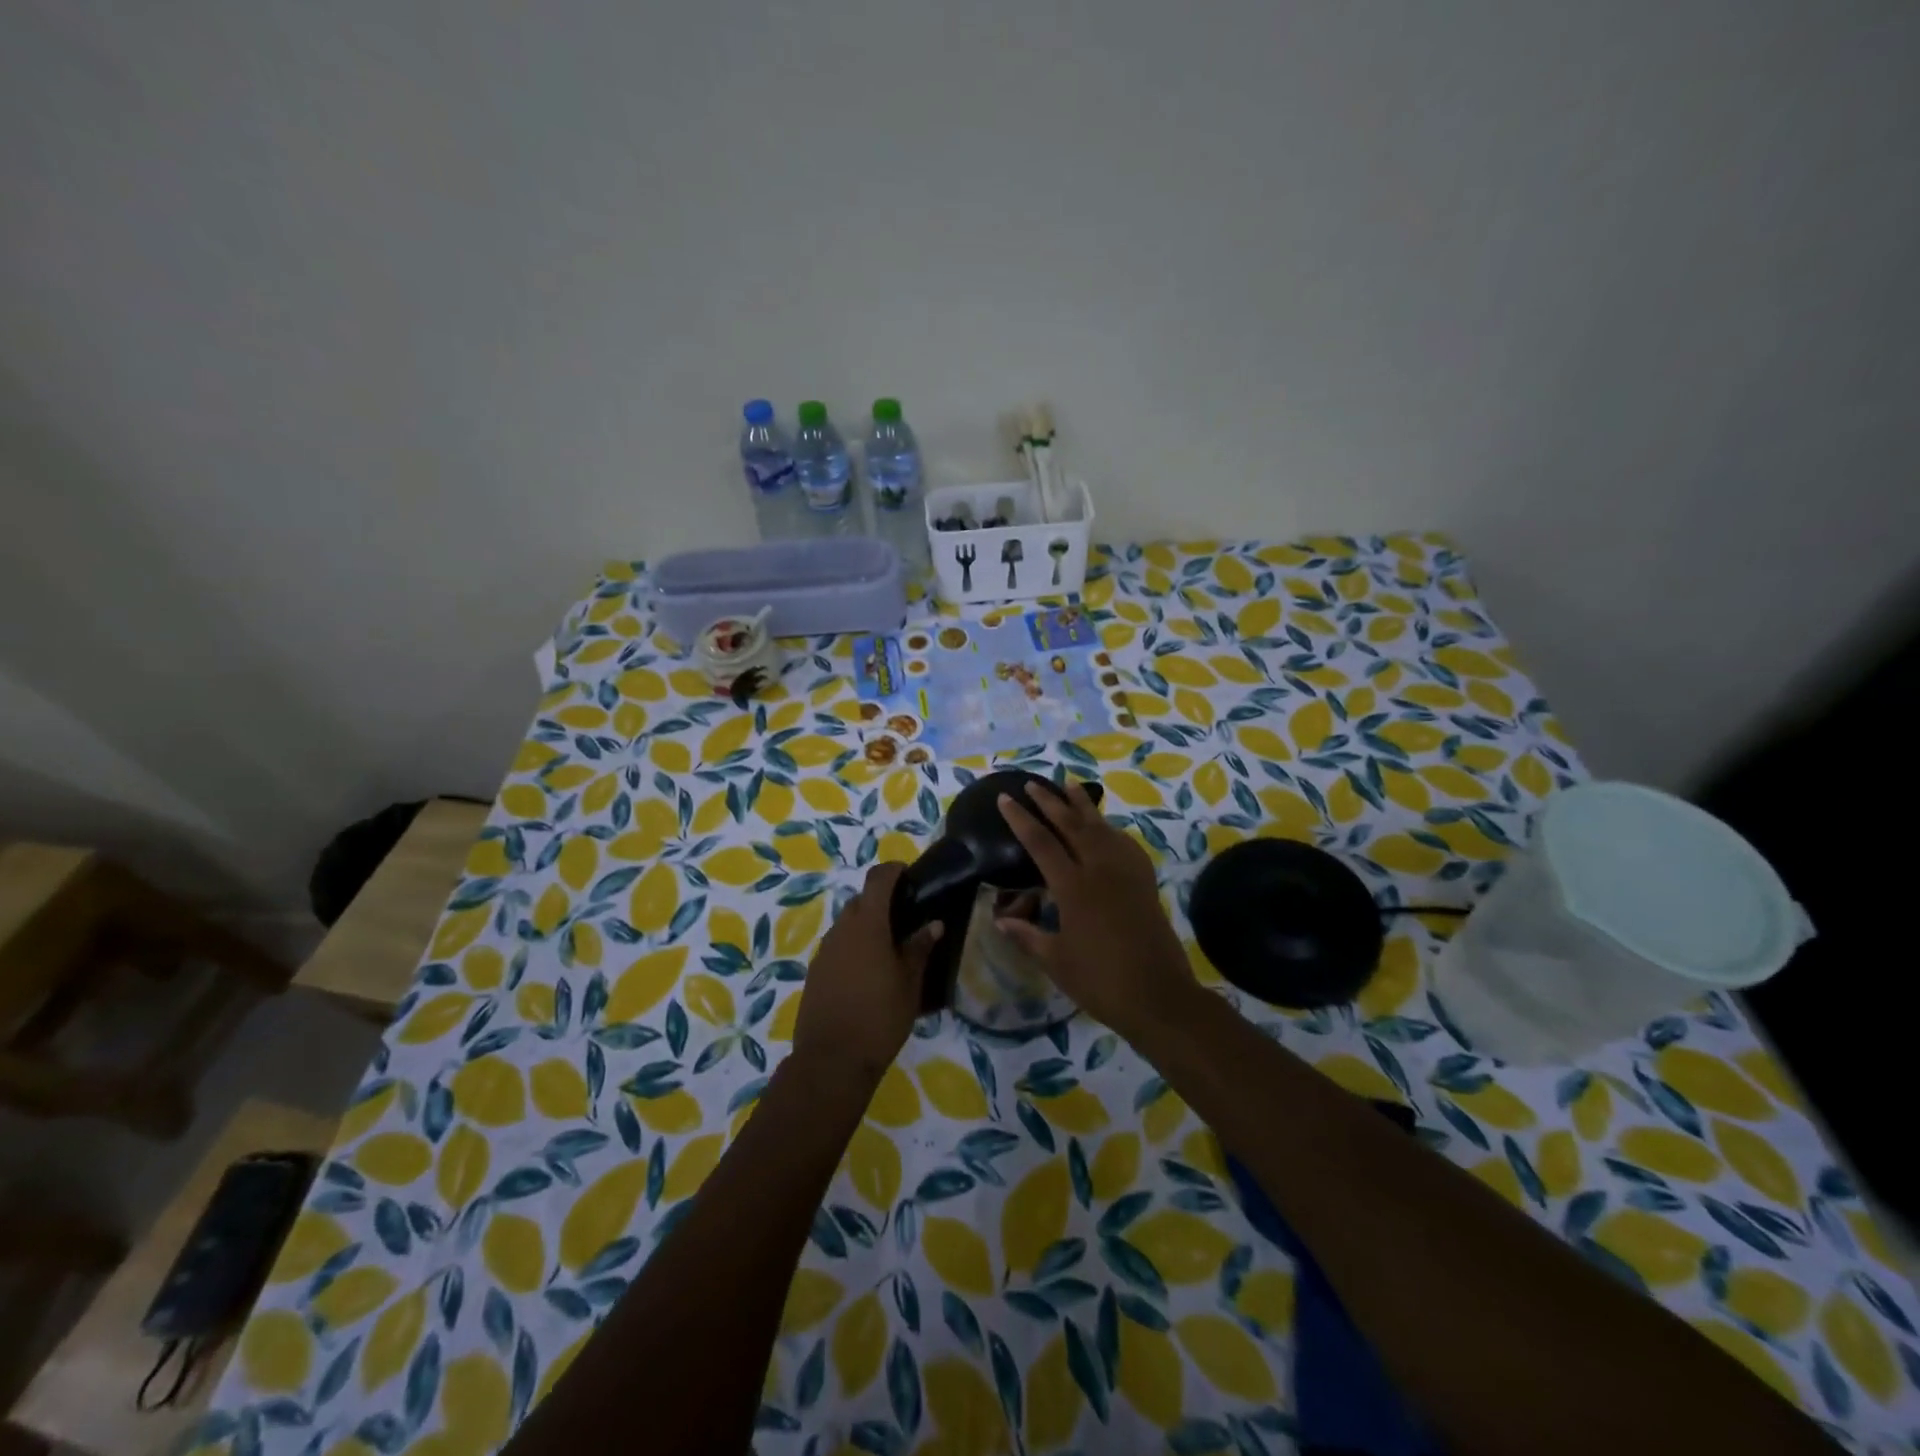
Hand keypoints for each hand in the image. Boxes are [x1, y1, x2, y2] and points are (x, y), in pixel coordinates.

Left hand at [793, 862, 941, 1083]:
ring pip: (847, 925)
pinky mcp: (815, 972)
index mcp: (867, 924)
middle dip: (881, 902)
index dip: (893, 871)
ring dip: (867, 927)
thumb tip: (933, 924)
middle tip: (907, 918)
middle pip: (860, 901)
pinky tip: (869, 973)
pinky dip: (854, 948)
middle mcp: (841, 929)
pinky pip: (838, 947)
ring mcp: (824, 951)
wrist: (831, 1060)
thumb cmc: (880, 1017)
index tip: (910, 876)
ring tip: (891, 949)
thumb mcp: (909, 983)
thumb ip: (920, 948)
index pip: (878, 879)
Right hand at [995, 782, 1198, 1038]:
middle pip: (1072, 824)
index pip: (1040, 842)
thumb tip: (1001, 921)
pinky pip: (1124, 844)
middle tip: (1033, 783)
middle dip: (1050, 801)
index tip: (1005, 798)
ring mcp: (1126, 873)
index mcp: (1074, 887)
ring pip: (1101, 827)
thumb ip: (1028, 936)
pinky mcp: (1144, 882)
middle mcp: (1100, 870)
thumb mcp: (1056, 961)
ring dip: (1083, 805)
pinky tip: (1105, 828)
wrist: (1158, 995)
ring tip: (1069, 785)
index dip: (1020, 819)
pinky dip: (1110, 829)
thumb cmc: (1100, 981)